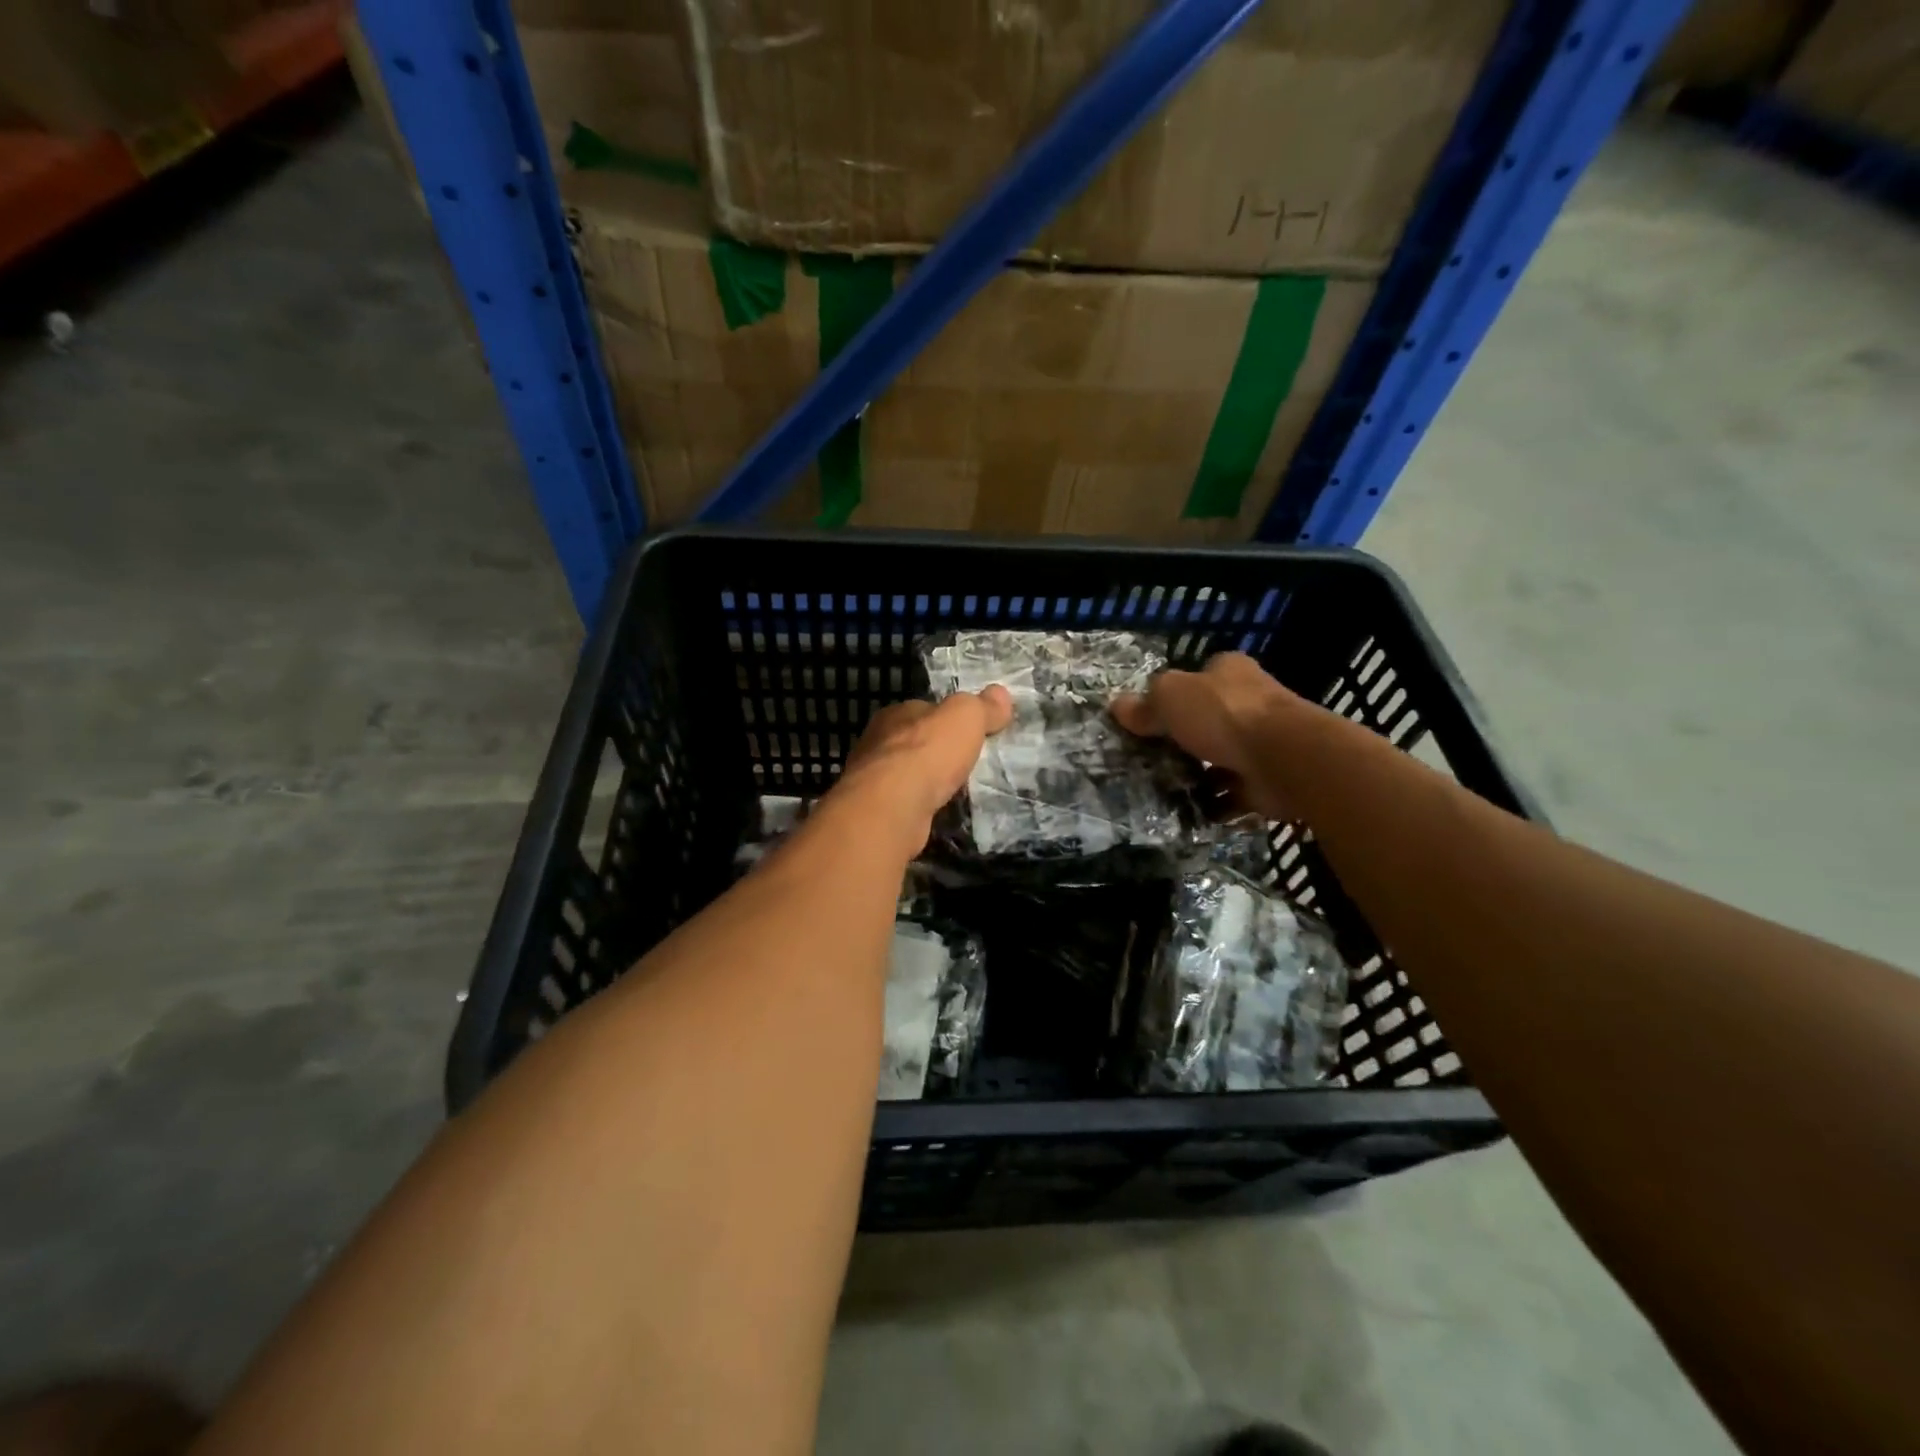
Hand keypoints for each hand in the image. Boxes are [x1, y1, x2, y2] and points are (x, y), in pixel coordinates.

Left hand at [832, 687, 1014, 848]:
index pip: (925, 710)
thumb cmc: (927, 753)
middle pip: (916, 742)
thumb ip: (982, 707)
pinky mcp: (878, 811)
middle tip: (968, 763)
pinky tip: (939, 812)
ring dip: (929, 781)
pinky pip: (906, 803)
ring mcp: (874, 780)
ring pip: (908, 775)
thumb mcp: (965, 718)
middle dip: (938, 752)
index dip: (948, 718)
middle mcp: (878, 743)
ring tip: (958, 791)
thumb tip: (1000, 693)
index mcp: (895, 714)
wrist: (892, 808)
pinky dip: (922, 805)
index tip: (971, 731)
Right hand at [1111, 652, 1304, 818]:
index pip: (1199, 677)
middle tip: (1148, 758)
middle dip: (1183, 739)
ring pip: (1219, 759)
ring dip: (1197, 776)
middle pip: (1208, 720)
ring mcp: (1261, 744)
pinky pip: (1231, 795)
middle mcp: (1250, 703)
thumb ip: (1145, 705)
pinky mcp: (1265, 781)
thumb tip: (1117, 707)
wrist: (1283, 759)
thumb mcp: (1170, 698)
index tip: (1149, 717)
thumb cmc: (1224, 715)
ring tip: (1160, 790)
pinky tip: (1186, 813)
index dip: (1175, 694)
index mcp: (1229, 673)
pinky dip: (1212, 805)